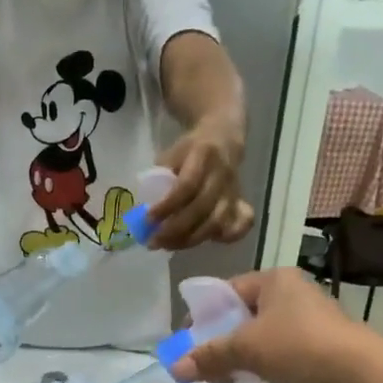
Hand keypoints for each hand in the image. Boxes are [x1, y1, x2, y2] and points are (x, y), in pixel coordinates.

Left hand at [147, 126, 255, 249]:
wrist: (224, 136)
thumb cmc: (190, 149)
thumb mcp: (171, 153)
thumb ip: (160, 177)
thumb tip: (142, 210)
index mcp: (203, 155)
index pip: (186, 185)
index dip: (167, 206)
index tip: (148, 220)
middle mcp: (222, 174)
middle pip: (201, 208)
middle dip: (175, 230)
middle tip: (154, 241)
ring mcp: (233, 190)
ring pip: (216, 222)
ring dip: (190, 239)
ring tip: (168, 246)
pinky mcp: (240, 202)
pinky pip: (240, 225)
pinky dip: (224, 238)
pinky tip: (204, 242)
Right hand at [167, 269, 364, 382]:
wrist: (361, 375)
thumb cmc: (299, 347)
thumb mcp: (246, 349)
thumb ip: (209, 356)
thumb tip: (174, 369)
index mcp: (273, 279)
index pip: (226, 291)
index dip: (201, 317)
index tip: (187, 343)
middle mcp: (291, 293)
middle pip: (241, 315)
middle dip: (219, 342)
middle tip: (203, 366)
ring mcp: (308, 319)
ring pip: (260, 336)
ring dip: (240, 358)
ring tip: (225, 381)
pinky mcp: (320, 345)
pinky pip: (280, 352)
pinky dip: (263, 366)